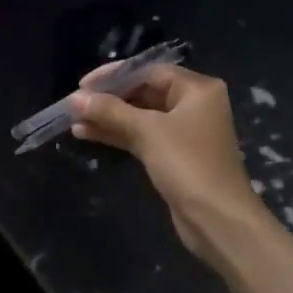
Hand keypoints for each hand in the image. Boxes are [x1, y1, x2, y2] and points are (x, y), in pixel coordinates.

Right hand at [71, 63, 263, 264]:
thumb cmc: (187, 164)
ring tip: (74, 120)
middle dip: (108, 99)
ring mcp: (183, 131)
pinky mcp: (174, 155)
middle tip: (75, 104)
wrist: (218, 221)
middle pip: (143, 92)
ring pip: (139, 116)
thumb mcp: (147, 131)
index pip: (148, 71)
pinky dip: (117, 134)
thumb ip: (110, 110)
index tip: (83, 85)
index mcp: (196, 89)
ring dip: (108, 117)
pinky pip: (141, 136)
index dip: (113, 76)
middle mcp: (193, 105)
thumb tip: (75, 98)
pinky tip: (87, 134)